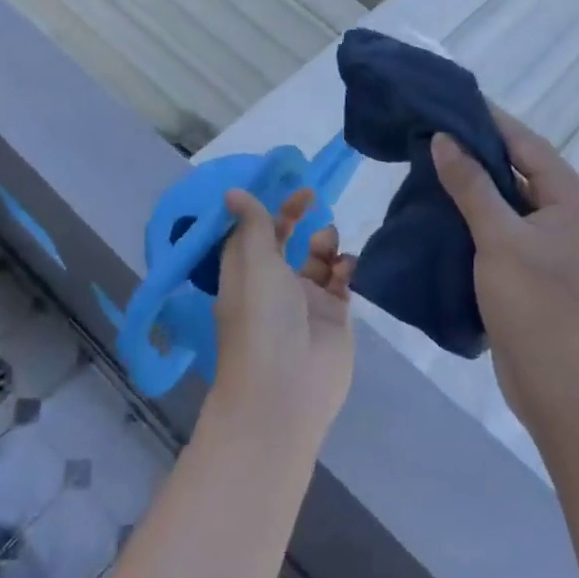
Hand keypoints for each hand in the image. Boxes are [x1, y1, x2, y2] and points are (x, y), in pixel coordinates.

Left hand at [210, 188, 354, 449]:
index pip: (254, 233)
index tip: (284, 188)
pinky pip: (341, 282)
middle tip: (313, 199)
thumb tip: (233, 192)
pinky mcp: (333, 318)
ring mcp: (305, 302)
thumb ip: (254, 225)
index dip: (267, 208)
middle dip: (297, 219)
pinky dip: (345, 267)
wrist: (287, 389)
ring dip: (324, 243)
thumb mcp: (253, 262)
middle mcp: (273, 285)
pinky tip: (346, 266)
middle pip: (286, 243)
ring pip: (317, 260)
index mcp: (245, 273)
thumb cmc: (262, 318)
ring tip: (327, 244)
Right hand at [430, 111, 578, 442]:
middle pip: (518, 168)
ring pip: (508, 200)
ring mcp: (554, 245)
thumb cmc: (539, 308)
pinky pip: (504, 228)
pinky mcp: (537, 270)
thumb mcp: (500, 239)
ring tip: (426, 163)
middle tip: (428, 131)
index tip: (446, 100)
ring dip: (473, 184)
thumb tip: (445, 138)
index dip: (487, 119)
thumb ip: (472, 185)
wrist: (566, 393)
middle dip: (475, 150)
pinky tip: (441, 209)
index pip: (526, 143)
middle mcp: (569, 214)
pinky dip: (475, 215)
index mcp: (574, 198)